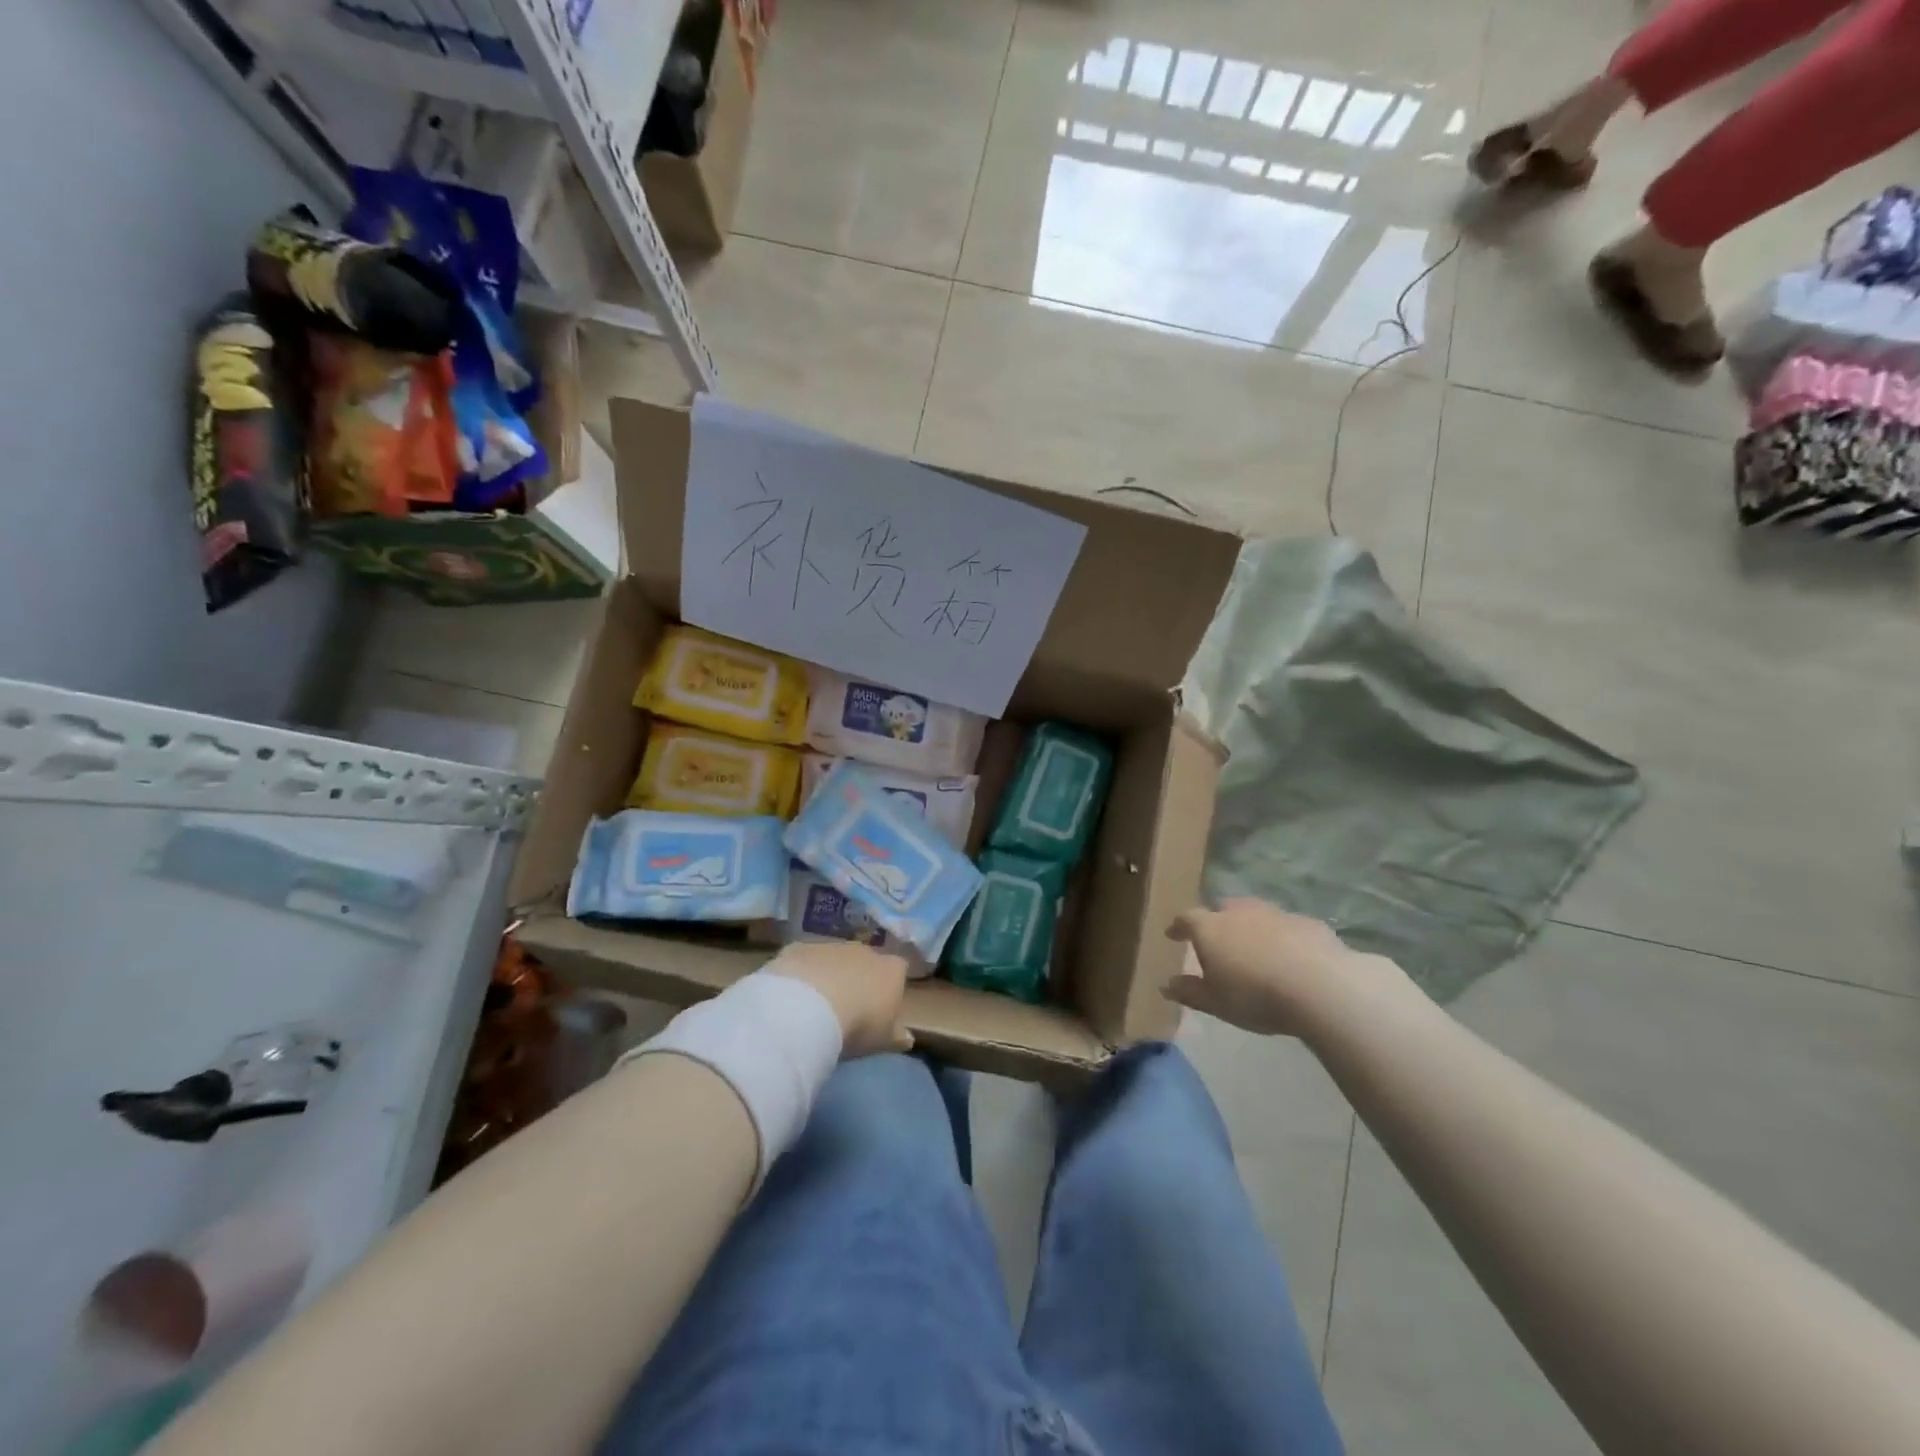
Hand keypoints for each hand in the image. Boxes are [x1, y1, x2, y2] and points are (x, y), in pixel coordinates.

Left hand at [766, 942, 912, 1056]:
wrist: (807, 1008)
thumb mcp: (881, 1040)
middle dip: (858, 978)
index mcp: (891, 970)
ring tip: (816, 1004)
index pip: (899, 970)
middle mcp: (864, 950)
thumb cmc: (856, 1026)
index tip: (881, 1007)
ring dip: (829, 974)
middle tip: (847, 1007)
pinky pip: (805, 959)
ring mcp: (831, 945)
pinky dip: (802, 973)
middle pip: (866, 961)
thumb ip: (896, 1036)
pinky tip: (793, 994)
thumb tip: (908, 1038)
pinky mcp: (800, 947)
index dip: (890, 986)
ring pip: (834, 958)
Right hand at [1164, 899, 1363, 1036]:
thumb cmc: (1255, 995)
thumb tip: (1167, 984)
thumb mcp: (1215, 1002)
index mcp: (1210, 928)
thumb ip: (1189, 991)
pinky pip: (1286, 925)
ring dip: (1250, 925)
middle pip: (1222, 908)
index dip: (1178, 926)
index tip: (1173, 934)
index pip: (1187, 919)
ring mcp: (1274, 913)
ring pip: (1255, 913)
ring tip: (1253, 945)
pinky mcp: (1306, 922)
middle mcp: (1239, 912)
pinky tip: (1289, 954)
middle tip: (1216, 937)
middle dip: (1216, 920)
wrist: (1319, 985)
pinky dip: (1281, 936)